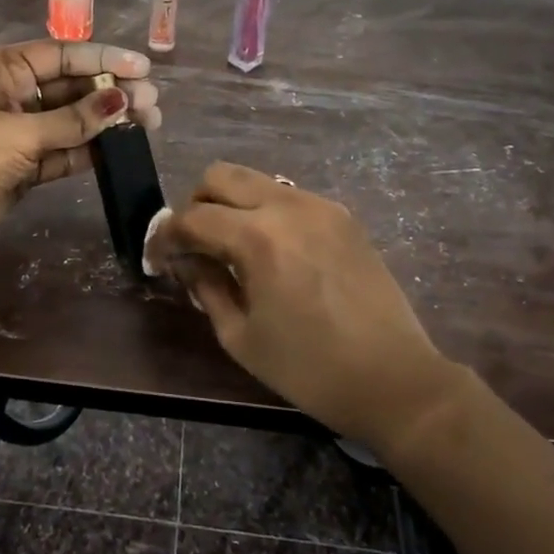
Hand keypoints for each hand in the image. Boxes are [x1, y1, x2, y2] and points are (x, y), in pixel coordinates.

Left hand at [0, 40, 159, 254]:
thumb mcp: (19, 131)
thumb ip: (74, 120)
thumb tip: (123, 101)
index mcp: (4, 68)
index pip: (63, 56)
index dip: (104, 59)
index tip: (143, 68)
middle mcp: (15, 94)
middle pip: (73, 88)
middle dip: (111, 93)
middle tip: (152, 103)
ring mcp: (20, 132)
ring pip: (73, 122)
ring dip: (106, 123)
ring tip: (148, 124)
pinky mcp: (25, 166)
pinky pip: (65, 151)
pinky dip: (90, 150)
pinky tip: (121, 147)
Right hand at [145, 162, 463, 448]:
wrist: (394, 378)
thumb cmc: (309, 369)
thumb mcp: (241, 337)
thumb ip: (206, 287)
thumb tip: (187, 261)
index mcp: (258, 239)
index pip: (192, 217)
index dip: (166, 237)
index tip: (159, 259)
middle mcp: (287, 206)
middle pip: (221, 175)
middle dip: (196, 205)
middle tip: (195, 244)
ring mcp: (320, 205)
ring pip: (256, 180)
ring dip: (232, 205)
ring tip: (232, 248)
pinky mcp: (342, 216)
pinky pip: (288, 196)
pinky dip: (266, 212)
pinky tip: (273, 252)